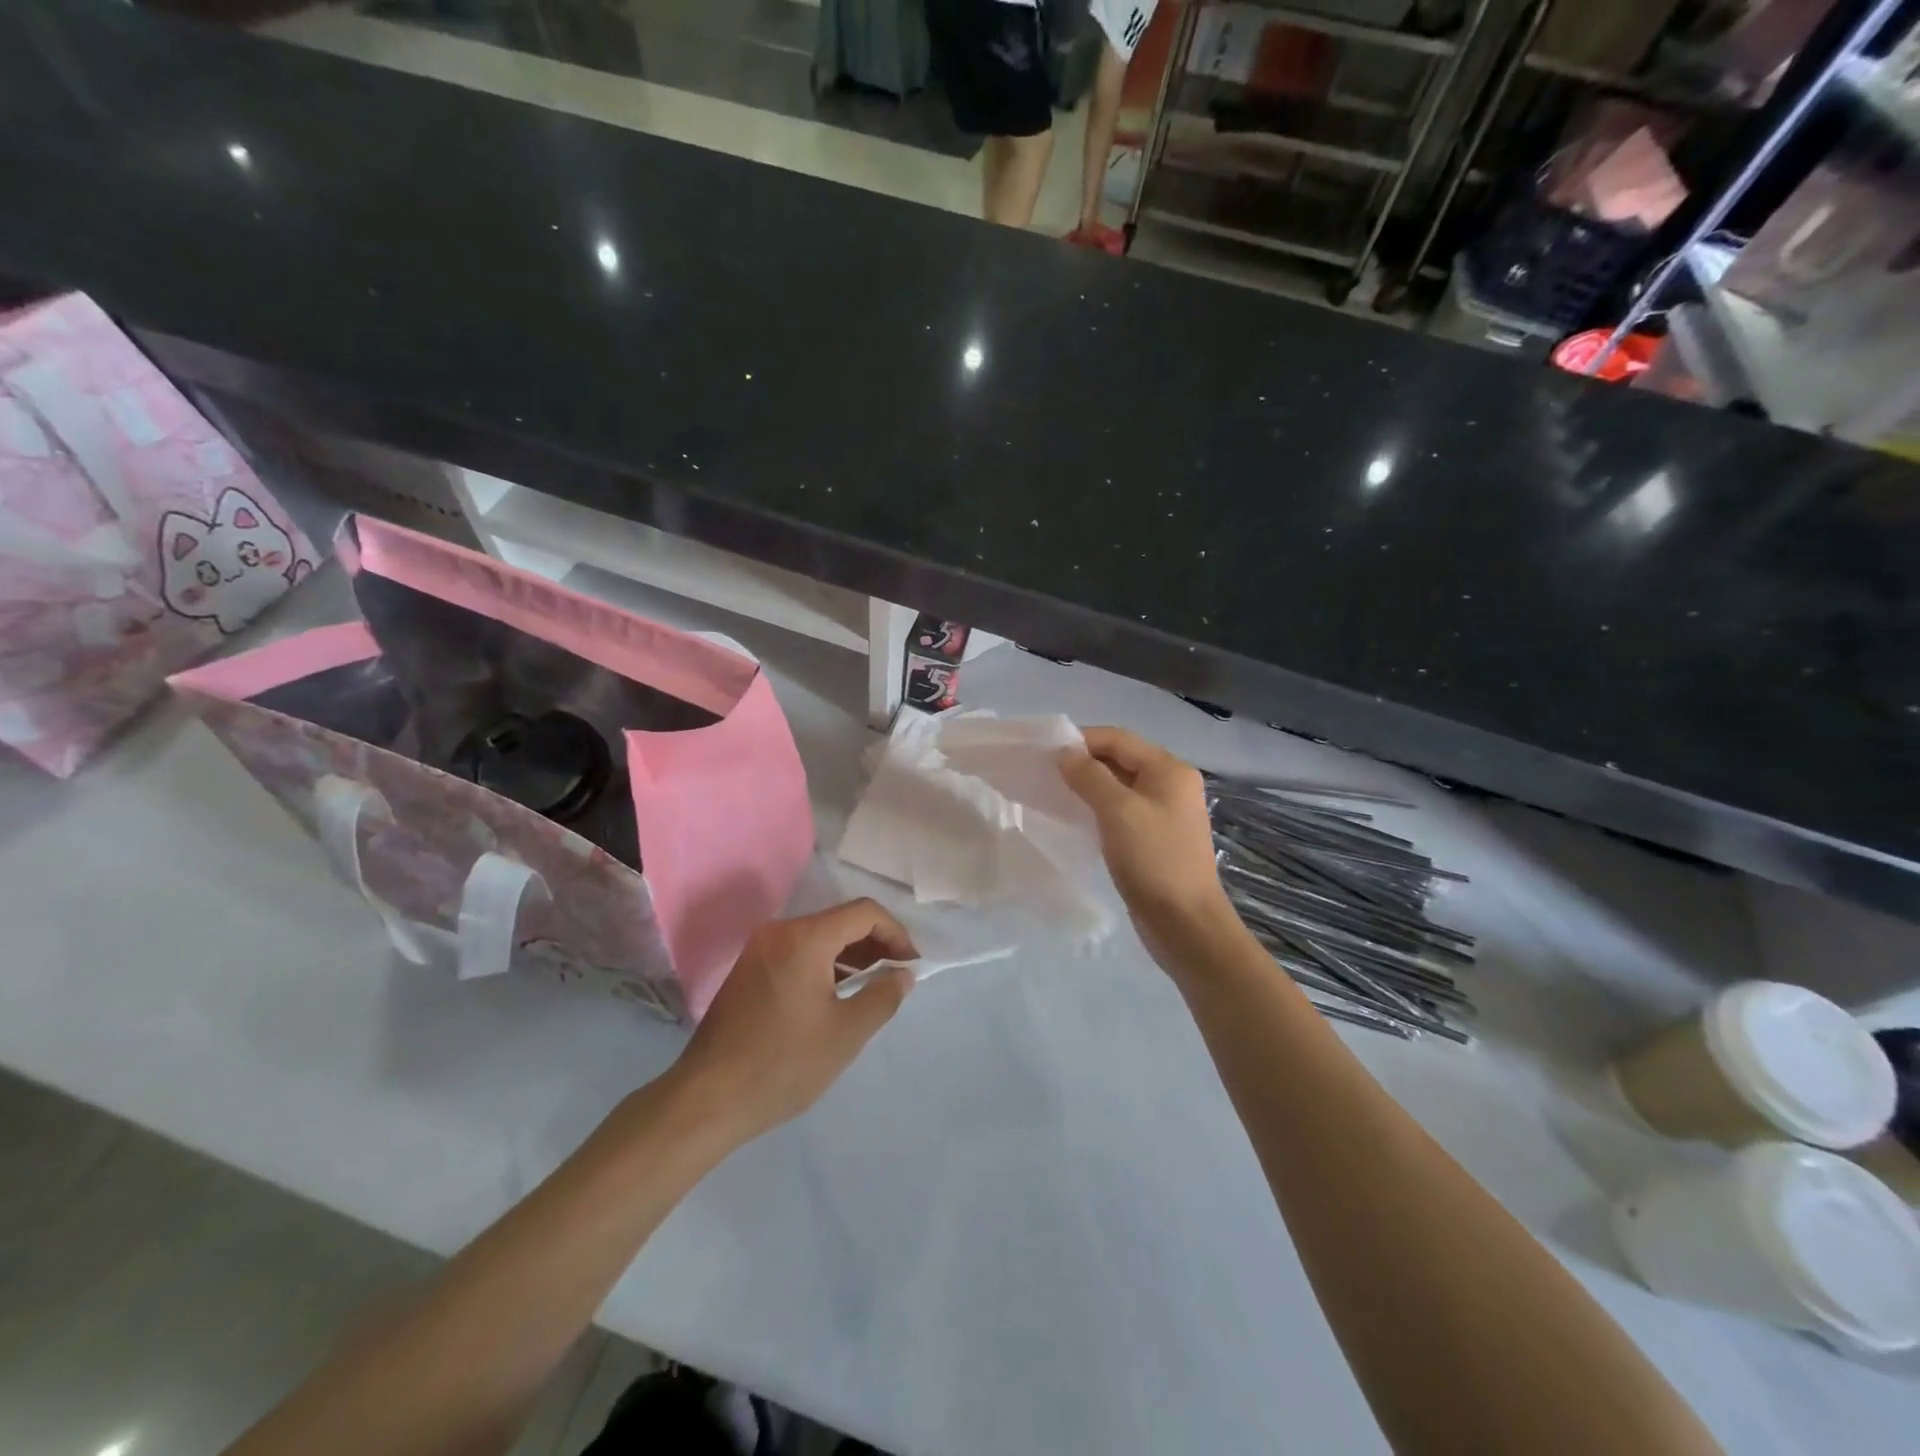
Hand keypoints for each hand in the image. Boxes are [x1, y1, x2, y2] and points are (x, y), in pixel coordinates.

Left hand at [671, 900, 916, 1145]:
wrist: (706, 1100)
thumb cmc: (783, 1064)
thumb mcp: (846, 1033)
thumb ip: (882, 996)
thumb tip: (902, 974)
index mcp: (805, 938)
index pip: (864, 912)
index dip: (896, 934)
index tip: (910, 967)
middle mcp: (780, 932)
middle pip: (840, 921)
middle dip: (875, 944)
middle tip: (895, 979)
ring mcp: (760, 950)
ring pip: (819, 937)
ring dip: (850, 956)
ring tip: (870, 990)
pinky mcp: (748, 970)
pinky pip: (798, 952)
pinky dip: (824, 965)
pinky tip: (835, 996)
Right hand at [1058, 726, 1240, 973]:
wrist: (1185, 924)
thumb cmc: (1154, 860)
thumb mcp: (1118, 811)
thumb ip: (1089, 776)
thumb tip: (1065, 753)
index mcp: (1169, 770)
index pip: (1119, 739)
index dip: (1082, 739)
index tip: (1045, 751)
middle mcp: (1170, 785)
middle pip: (1120, 760)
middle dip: (1083, 762)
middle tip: (1044, 773)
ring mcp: (1164, 814)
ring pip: (1119, 787)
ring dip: (1088, 786)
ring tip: (1054, 793)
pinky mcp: (1155, 839)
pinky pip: (1122, 812)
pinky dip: (1098, 809)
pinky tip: (1076, 819)